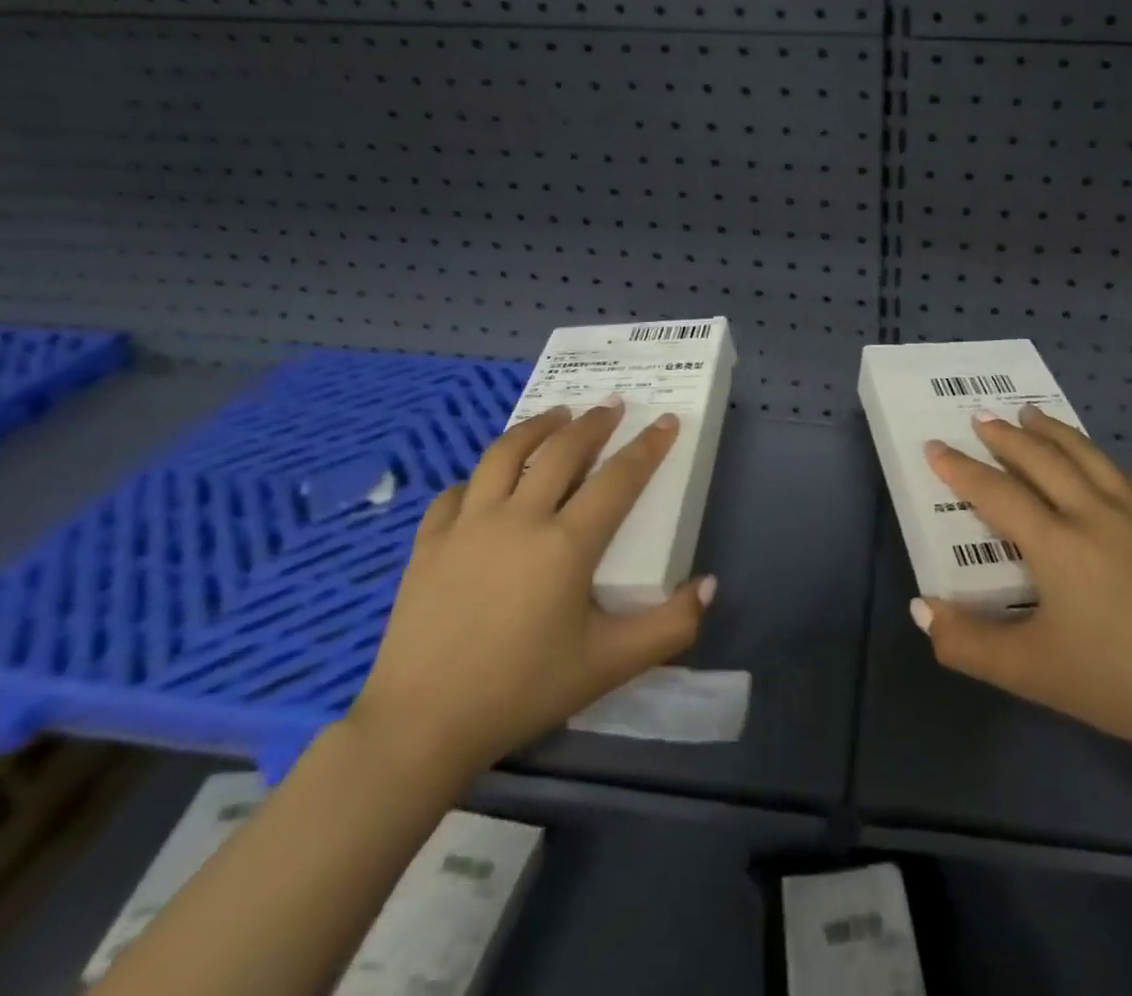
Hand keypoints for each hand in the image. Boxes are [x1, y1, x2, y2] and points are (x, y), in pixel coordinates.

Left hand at [347, 402, 713, 781]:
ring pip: (505, 454)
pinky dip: (480, 477)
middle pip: (562, 450)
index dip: (648, 446)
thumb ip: (671, 626)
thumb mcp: (610, 665)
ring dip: (537, 427)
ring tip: (557, 415)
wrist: (421, 726)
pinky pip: (457, 491)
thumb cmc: (523, 691)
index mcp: (567, 544)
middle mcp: (518, 518)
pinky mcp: (428, 543)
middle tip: (612, 405)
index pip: (619, 478)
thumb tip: (709, 584)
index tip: (666, 421)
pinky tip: (488, 481)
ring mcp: (467, 525)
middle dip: (593, 423)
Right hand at [912, 405, 1131, 766]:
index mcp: (1056, 543)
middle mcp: (1094, 513)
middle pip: (1041, 458)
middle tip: (981, 417)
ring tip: (1031, 413)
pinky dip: (1102, 461)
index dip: (960, 469)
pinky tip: (1098, 462)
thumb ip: (967, 642)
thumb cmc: (1114, 683)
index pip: (996, 492)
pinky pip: (1128, 478)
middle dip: (1005, 435)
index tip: (935, 447)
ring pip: (1087, 455)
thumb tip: (920, 609)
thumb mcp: (1030, 671)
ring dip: (1053, 431)